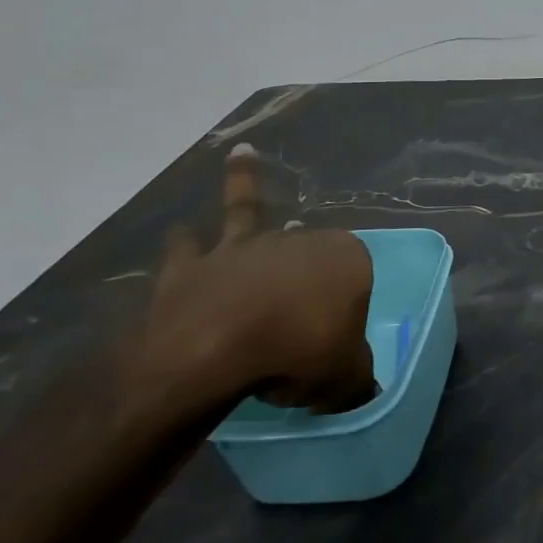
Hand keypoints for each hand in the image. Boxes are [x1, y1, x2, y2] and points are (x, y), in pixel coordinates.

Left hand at [133, 144, 377, 417]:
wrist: (216, 352)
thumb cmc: (298, 353)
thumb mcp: (345, 378)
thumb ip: (357, 378)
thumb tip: (362, 388)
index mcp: (345, 259)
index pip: (357, 273)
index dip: (350, 302)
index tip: (339, 335)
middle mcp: (298, 241)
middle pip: (308, 246)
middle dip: (309, 259)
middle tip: (305, 290)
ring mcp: (244, 248)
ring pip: (249, 213)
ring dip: (244, 183)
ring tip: (243, 154)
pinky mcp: (195, 265)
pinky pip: (189, 244)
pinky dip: (185, 235)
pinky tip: (181, 226)